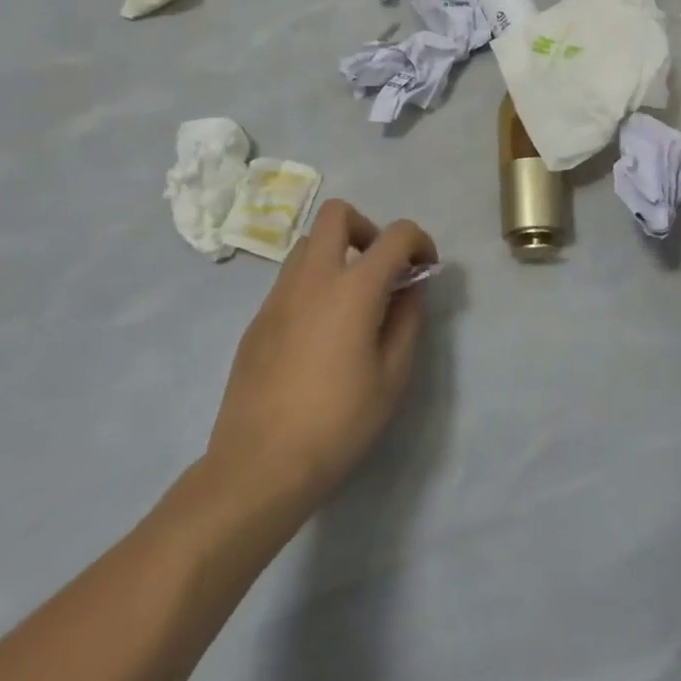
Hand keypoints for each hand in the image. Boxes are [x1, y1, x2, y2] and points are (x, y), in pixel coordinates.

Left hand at [206, 200, 437, 509]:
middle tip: (381, 271)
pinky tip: (321, 335)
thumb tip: (411, 286)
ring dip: (337, 255)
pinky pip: (290, 280)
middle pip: (337, 214)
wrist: (259, 466)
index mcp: (353, 288)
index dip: (419, 242)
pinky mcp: (257, 320)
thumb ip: (407, 319)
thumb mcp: (393, 374)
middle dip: (368, 229)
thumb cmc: (338, 422)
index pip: (396, 234)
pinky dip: (314, 285)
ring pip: (308, 245)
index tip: (424, 271)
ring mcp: (277, 296)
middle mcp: (312, 278)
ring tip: (352, 302)